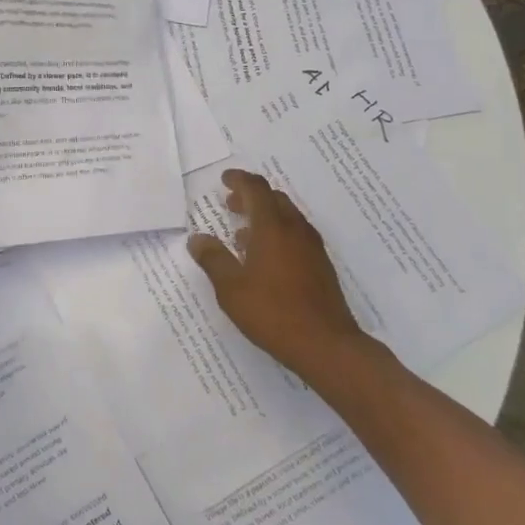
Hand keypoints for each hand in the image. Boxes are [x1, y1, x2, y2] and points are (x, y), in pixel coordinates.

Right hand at [187, 168, 365, 377]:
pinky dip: (278, 233)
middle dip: (251, 197)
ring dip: (265, 216)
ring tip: (242, 235)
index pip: (256, 189)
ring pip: (287, 217)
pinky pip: (296, 235)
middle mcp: (295, 229)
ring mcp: (312, 247)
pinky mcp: (321, 265)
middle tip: (231, 204)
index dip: (239, 180)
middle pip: (274, 198)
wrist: (327, 345)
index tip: (224, 179)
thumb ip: (213, 259)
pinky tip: (265, 259)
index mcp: (272, 227)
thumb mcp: (231, 289)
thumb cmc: (273, 312)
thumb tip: (197, 239)